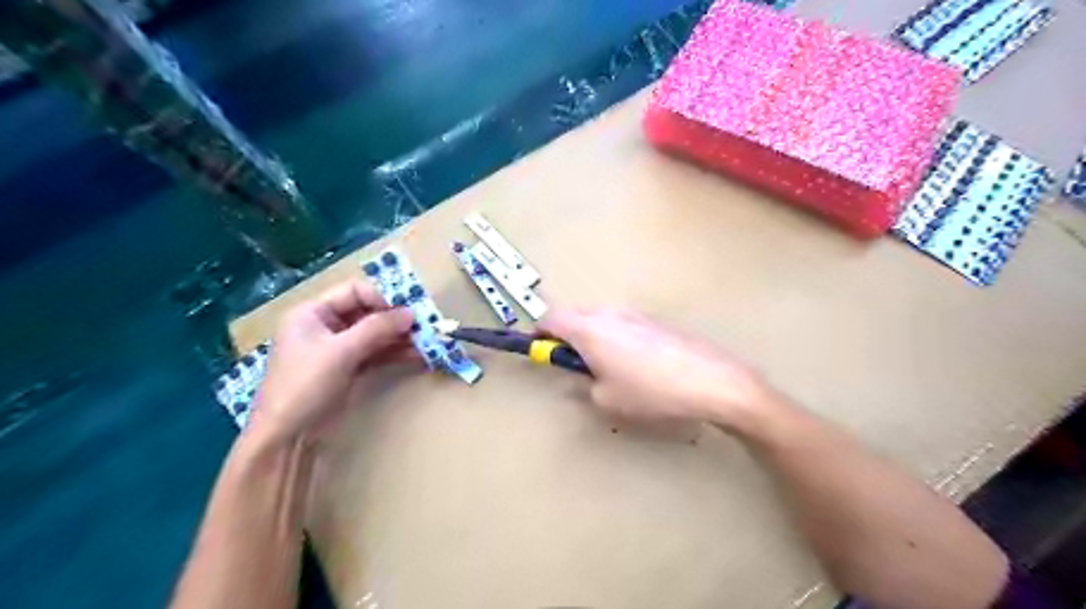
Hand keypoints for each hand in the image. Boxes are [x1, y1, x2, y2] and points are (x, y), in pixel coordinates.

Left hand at [247, 279, 415, 445]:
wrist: (287, 437)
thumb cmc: (305, 386)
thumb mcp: (340, 352)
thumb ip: (376, 329)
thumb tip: (411, 313)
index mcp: (312, 313)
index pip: (353, 291)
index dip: (380, 298)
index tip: (404, 314)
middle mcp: (325, 326)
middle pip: (367, 312)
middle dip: (394, 319)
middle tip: (423, 327)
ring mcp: (337, 349)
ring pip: (374, 334)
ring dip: (399, 336)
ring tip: (425, 342)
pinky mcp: (348, 369)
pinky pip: (375, 353)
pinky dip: (394, 353)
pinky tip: (416, 355)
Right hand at [539, 309, 776, 428]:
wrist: (708, 380)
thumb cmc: (649, 392)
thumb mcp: (606, 399)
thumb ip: (582, 385)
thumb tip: (577, 378)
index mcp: (589, 329)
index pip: (550, 319)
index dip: (539, 334)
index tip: (540, 350)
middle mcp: (608, 314)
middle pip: (573, 316)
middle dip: (566, 337)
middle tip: (573, 365)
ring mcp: (633, 315)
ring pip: (598, 320)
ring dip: (591, 337)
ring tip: (606, 369)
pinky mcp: (653, 321)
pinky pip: (621, 325)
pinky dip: (614, 339)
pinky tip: (634, 365)